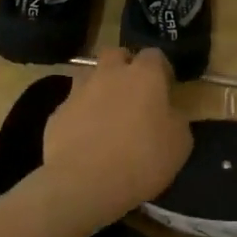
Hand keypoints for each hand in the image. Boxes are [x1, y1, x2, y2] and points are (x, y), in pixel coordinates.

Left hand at [41, 48, 191, 228]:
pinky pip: (72, 106)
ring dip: (99, 86)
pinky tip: (86, 138)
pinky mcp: (57, 113)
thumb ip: (175, 119)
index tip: (166, 87)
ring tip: (106, 113)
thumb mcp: (180, 144)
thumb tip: (168, 113)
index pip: (154, 55)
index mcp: (144, 75)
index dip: (161, 69)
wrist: (85, 183)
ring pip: (89, 75)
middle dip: (124, 65)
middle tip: (133, 91)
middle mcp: (109, 74)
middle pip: (116, 54)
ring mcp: (79, 91)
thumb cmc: (142, 160)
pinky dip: (80, 115)